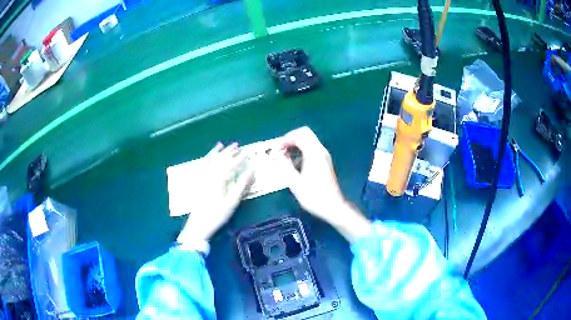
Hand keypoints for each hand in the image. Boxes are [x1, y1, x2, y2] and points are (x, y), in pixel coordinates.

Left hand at [177, 142, 253, 243]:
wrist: (199, 223)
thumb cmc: (218, 214)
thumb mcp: (232, 201)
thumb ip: (242, 185)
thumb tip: (251, 172)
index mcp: (219, 179)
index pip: (231, 164)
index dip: (239, 158)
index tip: (247, 153)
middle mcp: (210, 174)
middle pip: (220, 160)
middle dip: (229, 152)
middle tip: (237, 145)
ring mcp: (203, 177)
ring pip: (210, 161)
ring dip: (217, 153)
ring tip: (222, 145)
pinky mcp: (198, 182)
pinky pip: (202, 166)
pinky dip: (206, 160)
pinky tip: (209, 157)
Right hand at [276, 127, 370, 242]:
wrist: (332, 207)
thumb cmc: (313, 196)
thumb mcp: (294, 182)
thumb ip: (283, 165)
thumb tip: (273, 153)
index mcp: (314, 153)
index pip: (300, 135)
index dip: (286, 139)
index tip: (276, 149)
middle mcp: (320, 151)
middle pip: (305, 134)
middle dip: (291, 139)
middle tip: (280, 150)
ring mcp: (324, 156)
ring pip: (308, 141)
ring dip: (296, 146)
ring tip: (284, 158)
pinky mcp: (324, 162)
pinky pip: (311, 150)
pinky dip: (301, 152)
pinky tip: (294, 165)